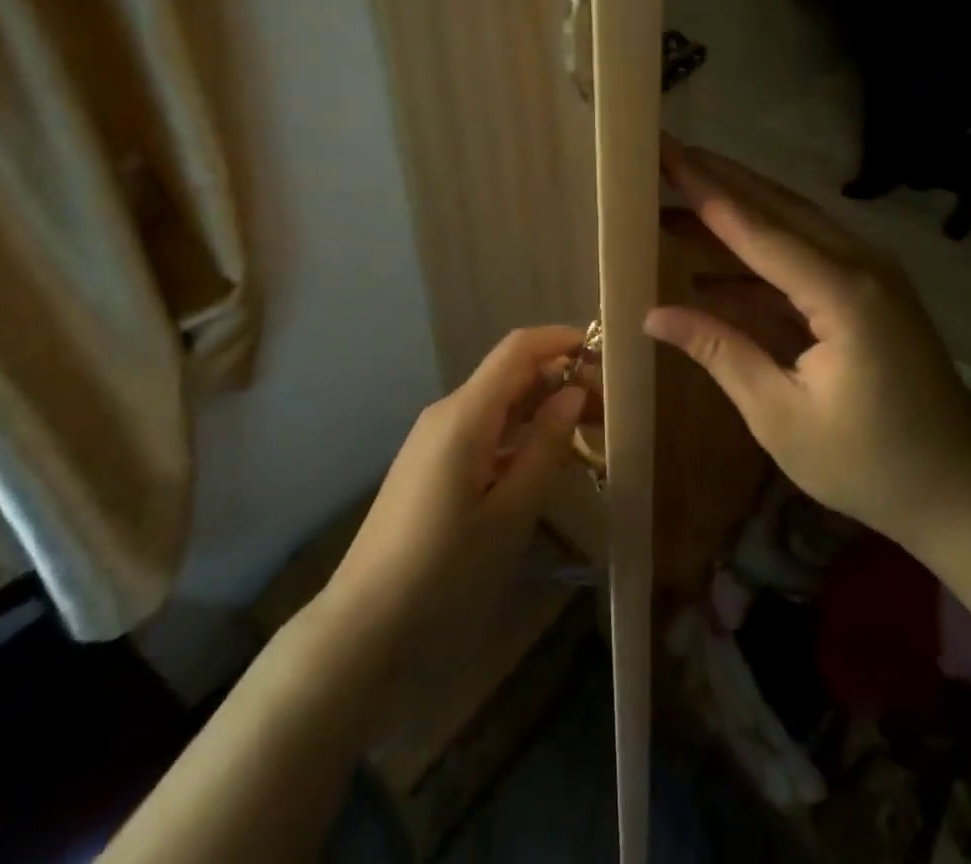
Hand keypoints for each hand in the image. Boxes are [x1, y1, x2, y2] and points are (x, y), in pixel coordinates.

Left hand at [324, 326, 587, 644]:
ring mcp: (433, 438)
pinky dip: (518, 434)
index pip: (518, 349)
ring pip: (498, 404)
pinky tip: (544, 463)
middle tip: (608, 411)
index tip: (604, 354)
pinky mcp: (429, 464)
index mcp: (464, 415)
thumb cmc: (444, 573)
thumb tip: (573, 392)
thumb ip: (545, 447)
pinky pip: (482, 430)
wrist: (362, 629)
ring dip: (542, 409)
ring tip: (587, 436)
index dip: (561, 340)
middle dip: (560, 380)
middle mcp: (447, 413)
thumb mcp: (510, 514)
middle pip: (510, 374)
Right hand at [646, 142, 970, 553]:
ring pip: (792, 222)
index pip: (758, 230)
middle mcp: (861, 265)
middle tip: (667, 153)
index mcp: (843, 294)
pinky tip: (713, 257)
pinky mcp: (868, 289)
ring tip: (677, 193)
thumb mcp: (781, 416)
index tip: (666, 153)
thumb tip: (653, 315)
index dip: (705, 191)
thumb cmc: (870, 464)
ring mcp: (870, 273)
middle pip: (777, 207)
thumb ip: (720, 352)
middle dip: (719, 178)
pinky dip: (758, 249)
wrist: (962, 489)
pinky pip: (805, 253)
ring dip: (736, 207)